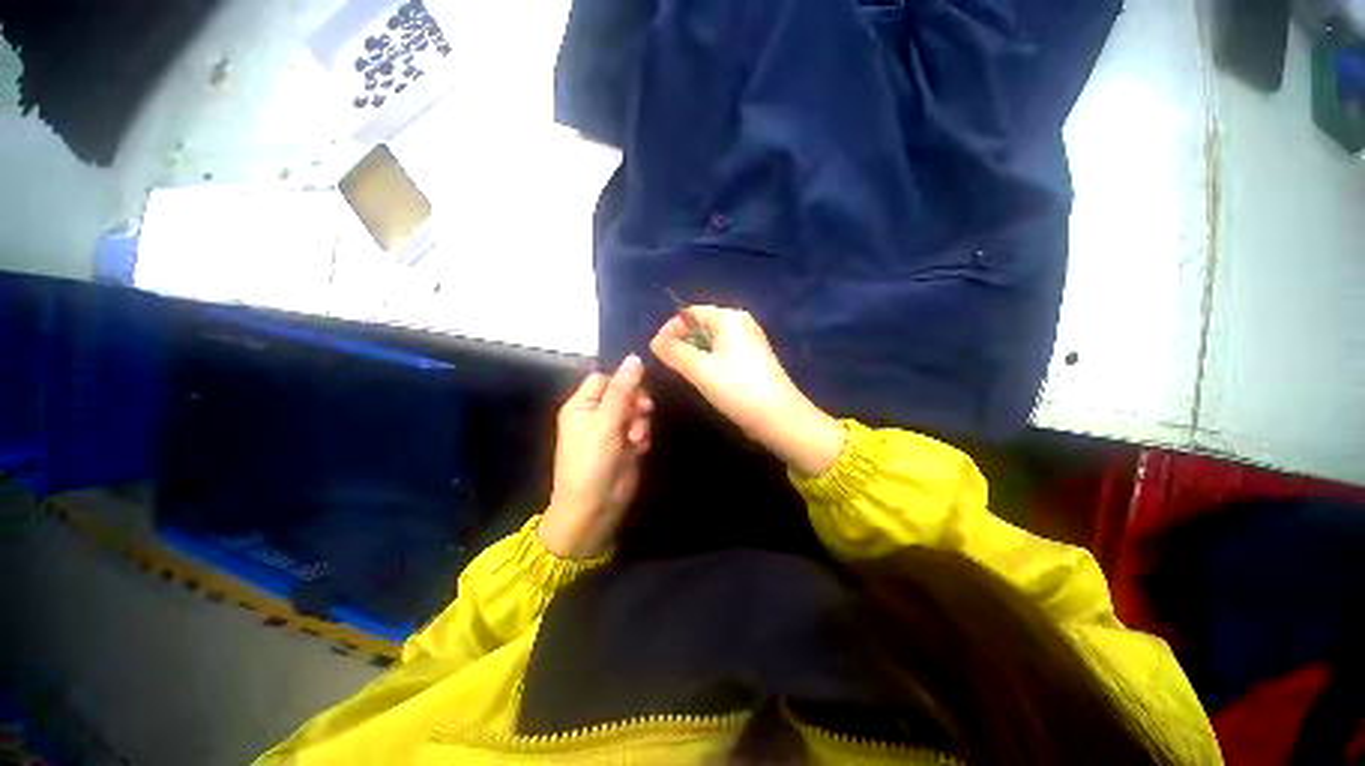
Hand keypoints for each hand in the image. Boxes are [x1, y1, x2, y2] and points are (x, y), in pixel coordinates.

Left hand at [539, 355, 652, 558]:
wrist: (594, 508)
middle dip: (636, 403)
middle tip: (643, 411)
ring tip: (636, 439)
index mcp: (581, 405)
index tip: (639, 386)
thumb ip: (622, 390)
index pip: (604, 378)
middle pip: (624, 393)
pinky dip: (642, 437)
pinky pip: (640, 429)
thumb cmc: (591, 461)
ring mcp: (612, 431)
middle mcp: (596, 414)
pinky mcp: (626, 445)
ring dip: (640, 422)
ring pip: (636, 411)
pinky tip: (639, 448)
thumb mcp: (605, 422)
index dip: (622, 380)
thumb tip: (635, 357)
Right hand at [649, 306, 843, 476]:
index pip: (690, 312)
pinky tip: (701, 377)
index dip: (670, 328)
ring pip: (710, 340)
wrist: (779, 418)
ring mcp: (748, 341)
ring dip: (692, 353)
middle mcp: (740, 323)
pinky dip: (707, 360)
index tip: (657, 351)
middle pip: (700, 325)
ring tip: (680, 372)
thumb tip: (655, 341)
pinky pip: (721, 352)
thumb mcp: (700, 369)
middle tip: (666, 364)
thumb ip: (674, 352)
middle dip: (681, 341)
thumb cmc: (738, 388)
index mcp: (730, 318)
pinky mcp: (751, 359)